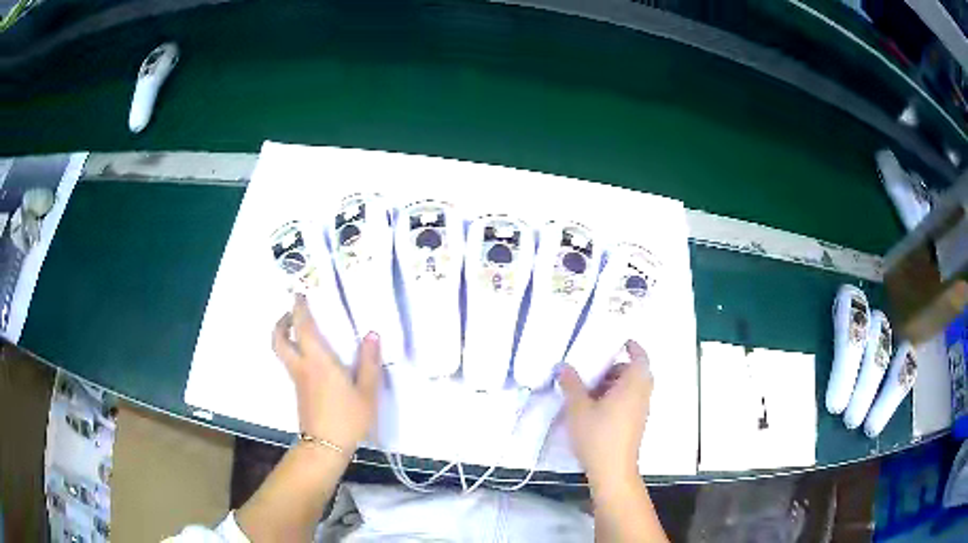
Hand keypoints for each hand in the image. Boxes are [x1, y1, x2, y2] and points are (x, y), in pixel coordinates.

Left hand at [272, 294, 381, 452]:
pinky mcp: (299, 392)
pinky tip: (311, 357)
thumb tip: (372, 334)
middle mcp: (302, 366)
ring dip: (285, 335)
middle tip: (291, 313)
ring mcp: (297, 380)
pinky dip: (293, 351)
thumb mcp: (366, 392)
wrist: (325, 447)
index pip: (303, 327)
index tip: (300, 294)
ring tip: (299, 330)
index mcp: (318, 361)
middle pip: (279, 339)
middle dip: (281, 322)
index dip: (300, 308)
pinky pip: (290, 363)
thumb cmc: (347, 418)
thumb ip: (368, 362)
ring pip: (282, 351)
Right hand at [558, 340, 652, 486]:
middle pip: (637, 373)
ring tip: (591, 390)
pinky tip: (596, 409)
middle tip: (597, 369)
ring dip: (617, 384)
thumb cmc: (598, 436)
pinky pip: (631, 402)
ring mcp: (641, 412)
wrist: (612, 470)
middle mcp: (641, 396)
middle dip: (619, 368)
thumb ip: (571, 385)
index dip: (633, 347)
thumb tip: (563, 366)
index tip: (621, 342)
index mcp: (632, 386)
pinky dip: (618, 397)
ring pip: (633, 389)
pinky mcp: (636, 425)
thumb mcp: (578, 408)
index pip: (640, 358)